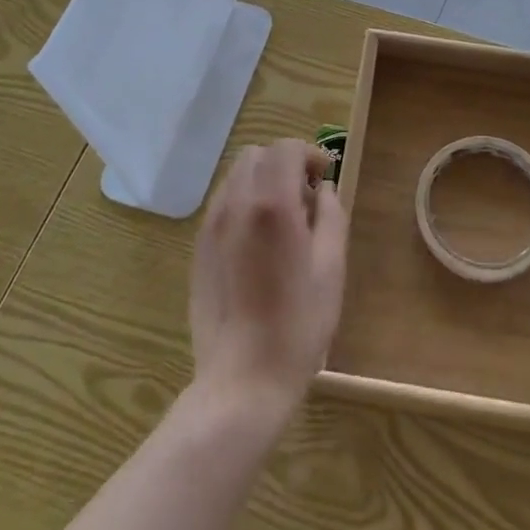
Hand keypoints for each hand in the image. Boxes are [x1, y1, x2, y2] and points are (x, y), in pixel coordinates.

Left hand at [189, 139, 348, 422]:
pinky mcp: (198, 248)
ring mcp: (211, 225)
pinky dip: (243, 203)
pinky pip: (222, 204)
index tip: (324, 179)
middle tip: (305, 198)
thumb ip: (331, 215)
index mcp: (272, 204)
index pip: (286, 148)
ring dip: (262, 181)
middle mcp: (236, 204)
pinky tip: (258, 242)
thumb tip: (323, 189)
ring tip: (281, 220)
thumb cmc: (298, 324)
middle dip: (284, 163)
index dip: (310, 154)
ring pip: (236, 176)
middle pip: (257, 154)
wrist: (242, 380)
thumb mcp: (331, 267)